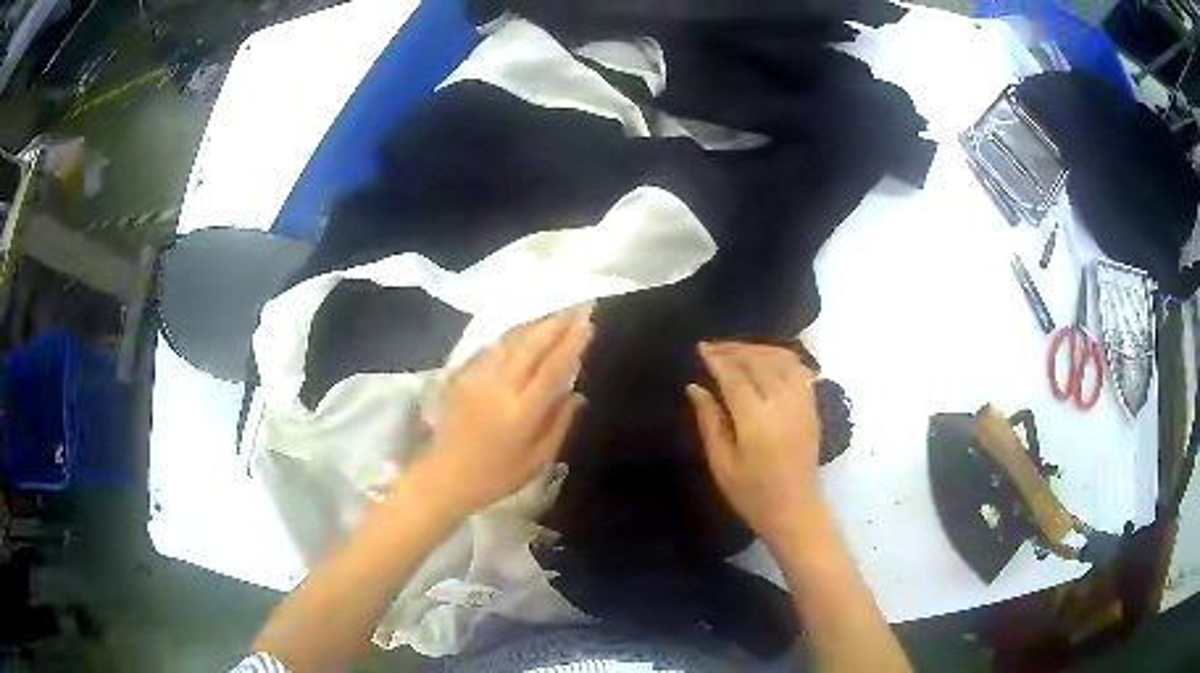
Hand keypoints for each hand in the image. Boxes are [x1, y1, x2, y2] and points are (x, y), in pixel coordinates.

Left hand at [408, 306, 592, 520]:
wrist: (445, 476)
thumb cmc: (495, 476)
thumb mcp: (537, 460)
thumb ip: (559, 423)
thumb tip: (577, 393)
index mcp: (522, 410)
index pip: (554, 367)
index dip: (573, 341)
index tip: (588, 321)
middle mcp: (500, 386)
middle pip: (532, 344)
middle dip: (557, 322)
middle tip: (577, 305)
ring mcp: (479, 378)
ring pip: (511, 341)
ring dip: (535, 324)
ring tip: (555, 311)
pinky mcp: (464, 377)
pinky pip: (493, 348)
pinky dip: (512, 335)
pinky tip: (523, 330)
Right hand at [687, 342, 823, 545]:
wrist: (795, 510)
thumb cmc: (752, 494)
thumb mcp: (722, 464)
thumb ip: (709, 422)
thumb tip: (695, 388)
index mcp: (756, 421)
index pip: (735, 377)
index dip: (717, 360)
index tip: (701, 349)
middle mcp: (783, 404)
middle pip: (759, 362)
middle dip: (734, 350)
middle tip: (713, 347)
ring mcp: (802, 403)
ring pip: (782, 359)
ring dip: (758, 349)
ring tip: (737, 351)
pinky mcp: (812, 407)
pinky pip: (799, 369)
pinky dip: (782, 357)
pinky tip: (767, 358)